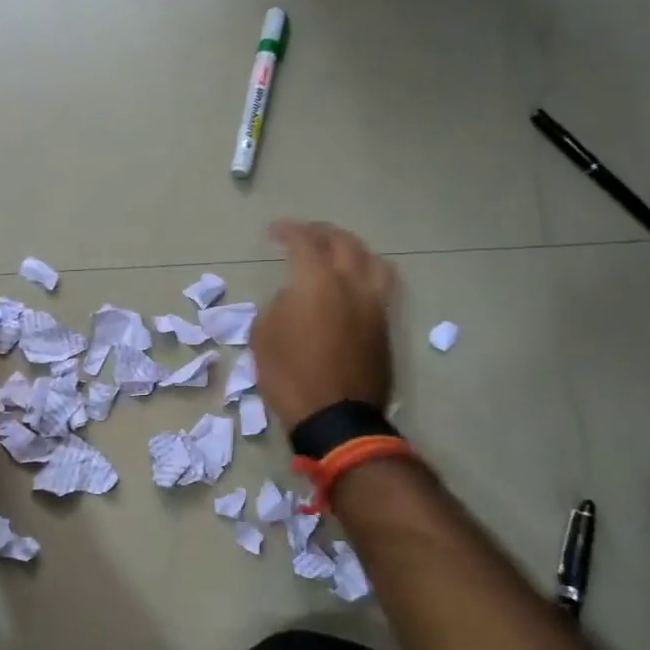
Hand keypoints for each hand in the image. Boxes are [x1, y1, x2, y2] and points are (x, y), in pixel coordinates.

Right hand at [253, 220, 395, 429]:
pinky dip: (365, 272)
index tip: (274, 232)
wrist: (335, 417)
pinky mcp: (385, 325)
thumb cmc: (290, 376)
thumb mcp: (264, 336)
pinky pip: (381, 285)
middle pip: (343, 242)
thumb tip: (294, 298)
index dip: (288, 231)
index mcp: (317, 281)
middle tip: (304, 236)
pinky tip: (353, 282)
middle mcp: (352, 283)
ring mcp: (374, 304)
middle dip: (321, 233)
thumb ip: (279, 305)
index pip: (304, 242)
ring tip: (336, 253)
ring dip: (351, 249)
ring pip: (371, 259)